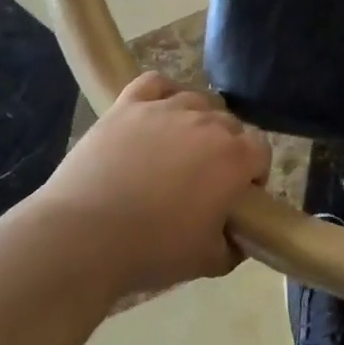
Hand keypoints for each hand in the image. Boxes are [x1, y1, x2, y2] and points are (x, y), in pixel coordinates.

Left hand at [41, 72, 269, 296]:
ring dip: (197, 121)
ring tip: (177, 148)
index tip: (238, 195)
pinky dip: (162, 93)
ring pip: (197, 101)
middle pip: (230, 124)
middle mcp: (207, 123)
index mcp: (233, 158)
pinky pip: (156, 83)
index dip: (254, 172)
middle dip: (226, 148)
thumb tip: (238, 236)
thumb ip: (233, 245)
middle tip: (204, 180)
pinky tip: (156, 113)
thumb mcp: (207, 261)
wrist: (83, 237)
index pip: (261, 149)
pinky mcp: (129, 105)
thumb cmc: (151, 250)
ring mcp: (166, 109)